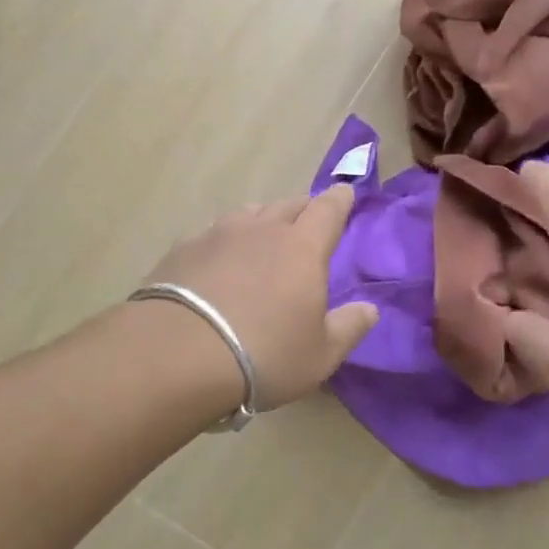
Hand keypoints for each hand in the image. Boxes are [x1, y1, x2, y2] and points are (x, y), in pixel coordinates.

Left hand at [142, 185, 377, 410]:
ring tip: (264, 236)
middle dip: (304, 209)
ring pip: (249, 214)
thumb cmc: (264, 354)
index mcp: (302, 247)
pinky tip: (218, 260)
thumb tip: (370, 309)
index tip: (345, 193)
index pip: (328, 209)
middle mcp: (262, 229)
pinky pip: (213, 233)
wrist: (177, 354)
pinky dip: (225, 241)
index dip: (340, 199)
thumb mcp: (320, 354)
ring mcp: (217, 234)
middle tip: (309, 220)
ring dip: (263, 220)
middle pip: (288, 205)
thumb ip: (350, 327)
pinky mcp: (182, 249)